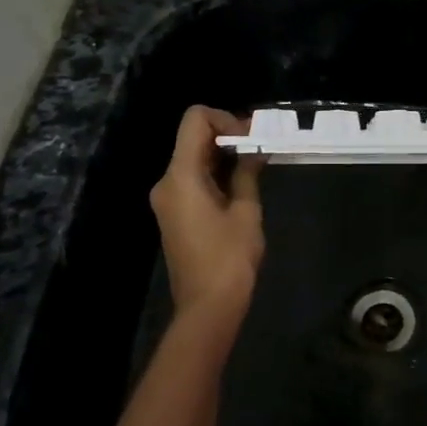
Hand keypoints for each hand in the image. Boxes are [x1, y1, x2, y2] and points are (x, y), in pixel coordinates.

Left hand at [149, 107, 264, 320]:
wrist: (207, 307)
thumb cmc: (229, 258)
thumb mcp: (246, 211)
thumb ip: (247, 173)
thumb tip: (254, 150)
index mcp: (181, 176)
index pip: (195, 120)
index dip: (224, 118)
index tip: (251, 137)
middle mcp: (166, 182)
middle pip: (192, 138)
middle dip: (227, 136)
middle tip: (260, 148)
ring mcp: (167, 199)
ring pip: (193, 158)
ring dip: (222, 155)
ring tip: (256, 166)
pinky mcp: (174, 213)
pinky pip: (192, 179)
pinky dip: (214, 173)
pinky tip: (240, 185)